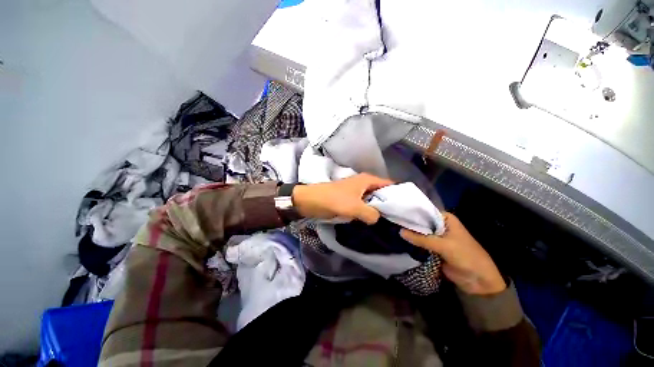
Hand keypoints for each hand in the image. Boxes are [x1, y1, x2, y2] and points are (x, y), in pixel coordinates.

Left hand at [292, 173, 393, 223]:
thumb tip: (378, 218)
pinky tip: (374, 222)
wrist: (311, 200)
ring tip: (390, 222)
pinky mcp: (350, 200)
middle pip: (382, 193)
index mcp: (367, 180)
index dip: (399, 195)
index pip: (389, 185)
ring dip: (379, 209)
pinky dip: (369, 212)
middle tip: (400, 219)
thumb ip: (371, 213)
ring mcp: (357, 192)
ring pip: (373, 200)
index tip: (407, 208)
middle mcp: (364, 184)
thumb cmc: (333, 200)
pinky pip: (364, 206)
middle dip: (389, 204)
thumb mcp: (354, 207)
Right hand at [401, 213, 505, 294]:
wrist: (479, 280)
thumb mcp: (443, 245)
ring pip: (421, 233)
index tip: (398, 212)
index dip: (413, 212)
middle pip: (422, 223)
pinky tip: (401, 240)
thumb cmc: (465, 256)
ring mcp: (437, 238)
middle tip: (393, 221)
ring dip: (411, 234)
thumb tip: (400, 231)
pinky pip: (422, 244)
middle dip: (410, 224)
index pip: (426, 212)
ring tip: (393, 229)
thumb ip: (421, 239)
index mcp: (446, 219)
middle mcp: (441, 226)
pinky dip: (414, 243)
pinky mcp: (435, 249)